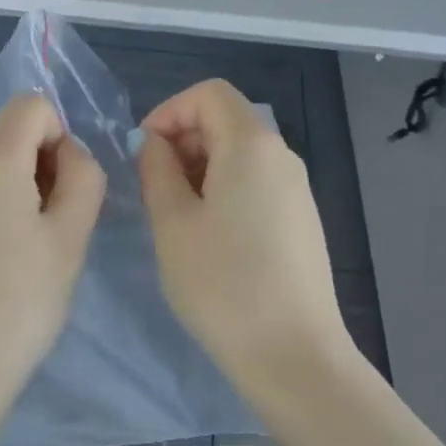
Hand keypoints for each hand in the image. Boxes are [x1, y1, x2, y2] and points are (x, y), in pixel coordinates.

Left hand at [0, 94, 105, 439]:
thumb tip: (69, 156)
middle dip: (45, 171)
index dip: (63, 136)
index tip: (69, 192)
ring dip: (23, 200)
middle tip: (58, 234)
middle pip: (11, 139)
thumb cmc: (18, 304)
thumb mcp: (69, 239)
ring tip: (31, 261)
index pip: (32, 105)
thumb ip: (82, 179)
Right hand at [137, 80, 352, 386]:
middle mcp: (282, 157)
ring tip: (175, 217)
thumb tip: (156, 145)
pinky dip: (224, 191)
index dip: (168, 111)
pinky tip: (209, 237)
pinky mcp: (302, 221)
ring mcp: (297, 190)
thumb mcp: (172, 222)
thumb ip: (157, 170)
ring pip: (241, 156)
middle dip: (182, 141)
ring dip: (200, 170)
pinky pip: (257, 185)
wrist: (291, 350)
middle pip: (227, 122)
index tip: (143, 153)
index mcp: (251, 145)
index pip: (209, 94)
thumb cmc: (221, 283)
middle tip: (152, 188)